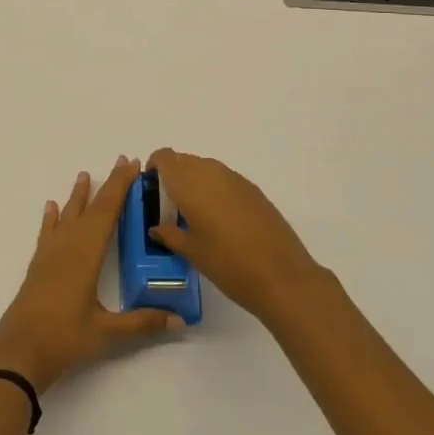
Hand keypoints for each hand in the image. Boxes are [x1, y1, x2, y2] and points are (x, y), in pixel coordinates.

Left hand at [0, 157, 182, 394]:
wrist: (18, 353)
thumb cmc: (64, 338)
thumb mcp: (107, 332)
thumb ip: (142, 323)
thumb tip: (179, 320)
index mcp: (86, 253)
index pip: (107, 211)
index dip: (120, 186)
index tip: (131, 164)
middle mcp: (68, 245)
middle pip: (90, 207)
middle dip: (107, 185)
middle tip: (121, 162)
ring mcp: (50, 254)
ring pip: (67, 215)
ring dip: (79, 196)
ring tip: (84, 175)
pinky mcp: (39, 266)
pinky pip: (48, 232)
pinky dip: (51, 218)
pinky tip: (51, 207)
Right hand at [146, 148, 322, 323]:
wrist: (282, 276)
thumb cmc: (228, 264)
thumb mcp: (192, 252)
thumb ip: (170, 234)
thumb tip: (157, 227)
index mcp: (190, 184)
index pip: (165, 158)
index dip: (154, 167)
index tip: (151, 189)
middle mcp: (211, 172)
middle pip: (184, 160)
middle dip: (173, 176)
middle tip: (170, 207)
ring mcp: (235, 179)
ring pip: (205, 168)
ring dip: (195, 182)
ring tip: (195, 214)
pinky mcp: (253, 189)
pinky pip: (224, 179)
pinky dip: (215, 189)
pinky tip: (220, 219)